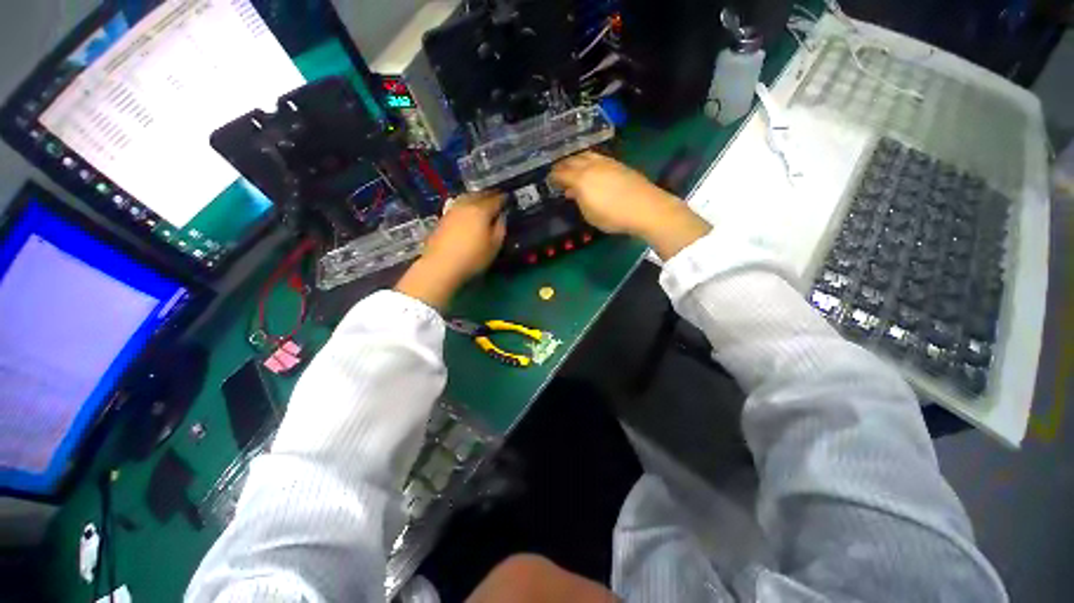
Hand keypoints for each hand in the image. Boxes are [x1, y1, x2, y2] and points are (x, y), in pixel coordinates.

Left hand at [395, 192, 505, 309]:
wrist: (440, 265)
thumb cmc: (473, 257)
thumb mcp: (494, 246)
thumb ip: (500, 228)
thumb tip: (502, 216)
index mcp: (481, 210)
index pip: (496, 199)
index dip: (503, 198)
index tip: (508, 198)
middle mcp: (466, 205)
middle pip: (480, 195)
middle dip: (489, 195)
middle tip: (496, 197)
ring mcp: (452, 210)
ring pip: (467, 197)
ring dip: (476, 197)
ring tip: (482, 202)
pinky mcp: (443, 218)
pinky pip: (459, 204)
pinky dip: (466, 204)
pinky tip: (468, 211)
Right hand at [551, 152, 711, 259]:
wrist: (645, 207)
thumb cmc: (613, 216)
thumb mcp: (590, 215)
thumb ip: (579, 201)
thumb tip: (573, 192)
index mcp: (581, 179)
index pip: (562, 173)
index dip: (553, 176)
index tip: (549, 180)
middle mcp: (591, 166)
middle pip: (573, 160)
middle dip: (563, 165)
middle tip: (558, 171)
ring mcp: (606, 163)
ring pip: (586, 155)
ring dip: (576, 160)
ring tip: (573, 167)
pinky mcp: (618, 164)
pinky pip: (597, 158)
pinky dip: (589, 161)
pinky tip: (591, 168)